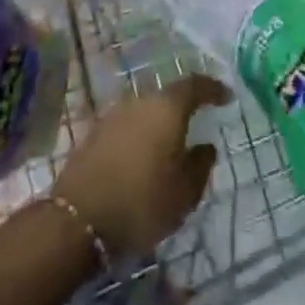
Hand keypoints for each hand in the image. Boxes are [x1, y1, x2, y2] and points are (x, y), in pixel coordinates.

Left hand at [53, 75, 231, 257]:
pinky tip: (143, 154)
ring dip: (159, 122)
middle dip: (184, 106)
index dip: (213, 89)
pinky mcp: (95, 132)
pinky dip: (140, 134)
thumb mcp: (184, 193)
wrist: (78, 219)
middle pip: (167, 95)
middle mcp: (139, 101)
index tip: (226, 97)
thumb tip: (205, 146)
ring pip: (145, 110)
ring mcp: (113, 114)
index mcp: (166, 108)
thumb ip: (200, 165)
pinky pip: (127, 125)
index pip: (195, 85)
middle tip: (198, 120)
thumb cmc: (141, 203)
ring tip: (170, 141)